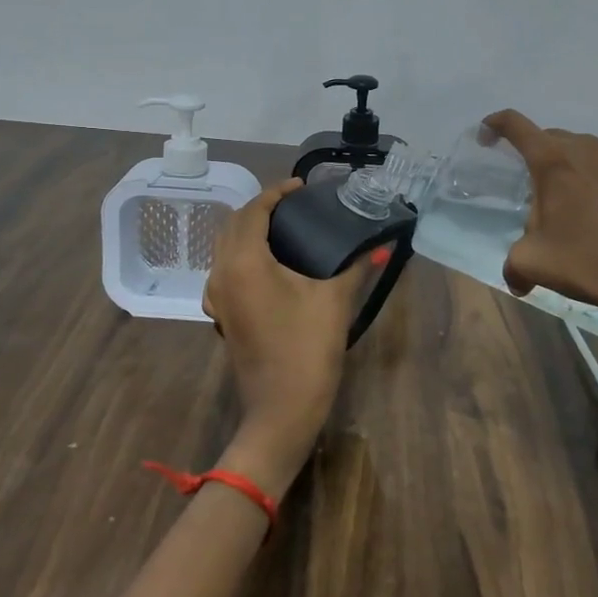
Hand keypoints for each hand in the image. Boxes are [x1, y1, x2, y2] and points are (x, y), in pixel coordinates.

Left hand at [202, 179, 367, 496]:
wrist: (281, 410)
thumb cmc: (307, 349)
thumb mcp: (334, 301)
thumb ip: (356, 266)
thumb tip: (381, 245)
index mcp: (244, 261)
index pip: (254, 211)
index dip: (277, 193)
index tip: (302, 186)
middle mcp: (221, 273)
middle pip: (234, 225)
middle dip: (260, 208)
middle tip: (294, 204)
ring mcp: (216, 296)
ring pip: (225, 247)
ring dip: (249, 230)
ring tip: (284, 227)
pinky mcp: (221, 314)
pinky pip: (226, 269)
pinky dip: (243, 254)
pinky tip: (270, 263)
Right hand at [483, 109, 597, 328]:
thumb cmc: (586, 263)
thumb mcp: (532, 263)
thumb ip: (512, 263)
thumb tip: (516, 278)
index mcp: (552, 162)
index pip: (515, 125)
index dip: (495, 125)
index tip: (487, 136)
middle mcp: (587, 149)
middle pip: (552, 138)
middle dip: (538, 155)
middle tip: (537, 189)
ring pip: (588, 151)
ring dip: (576, 168)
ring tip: (578, 202)